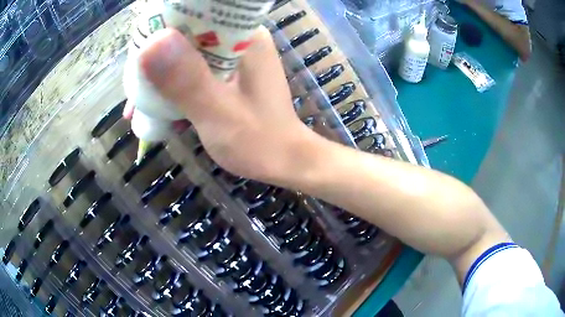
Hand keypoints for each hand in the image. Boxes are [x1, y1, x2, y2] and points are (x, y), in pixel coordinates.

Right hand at [126, 28, 317, 181]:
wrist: (284, 161)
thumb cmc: (259, 142)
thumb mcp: (218, 113)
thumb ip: (187, 80)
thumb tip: (150, 44)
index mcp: (245, 37)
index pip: (197, 14)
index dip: (164, 27)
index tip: (137, 53)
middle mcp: (240, 40)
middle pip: (188, 34)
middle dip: (157, 56)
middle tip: (133, 84)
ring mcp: (233, 58)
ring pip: (187, 54)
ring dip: (161, 74)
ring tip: (136, 101)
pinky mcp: (227, 75)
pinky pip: (193, 72)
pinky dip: (174, 86)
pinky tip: (157, 107)